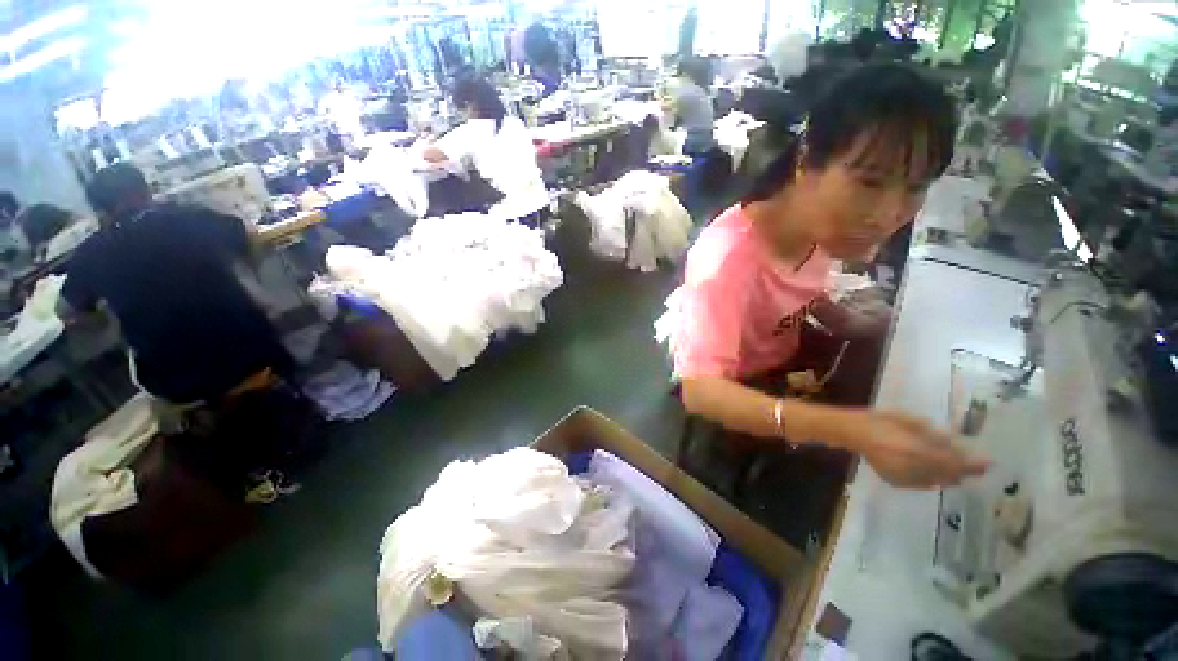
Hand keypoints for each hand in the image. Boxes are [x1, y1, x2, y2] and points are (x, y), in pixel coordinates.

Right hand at [839, 410, 989, 487]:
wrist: (853, 431)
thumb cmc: (882, 420)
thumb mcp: (910, 420)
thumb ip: (934, 435)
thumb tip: (959, 445)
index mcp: (915, 450)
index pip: (952, 462)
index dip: (972, 464)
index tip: (989, 463)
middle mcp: (912, 468)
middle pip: (947, 475)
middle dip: (962, 471)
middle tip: (974, 466)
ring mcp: (903, 478)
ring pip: (936, 482)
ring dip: (948, 477)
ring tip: (954, 470)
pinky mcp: (896, 482)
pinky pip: (921, 484)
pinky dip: (931, 480)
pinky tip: (930, 473)